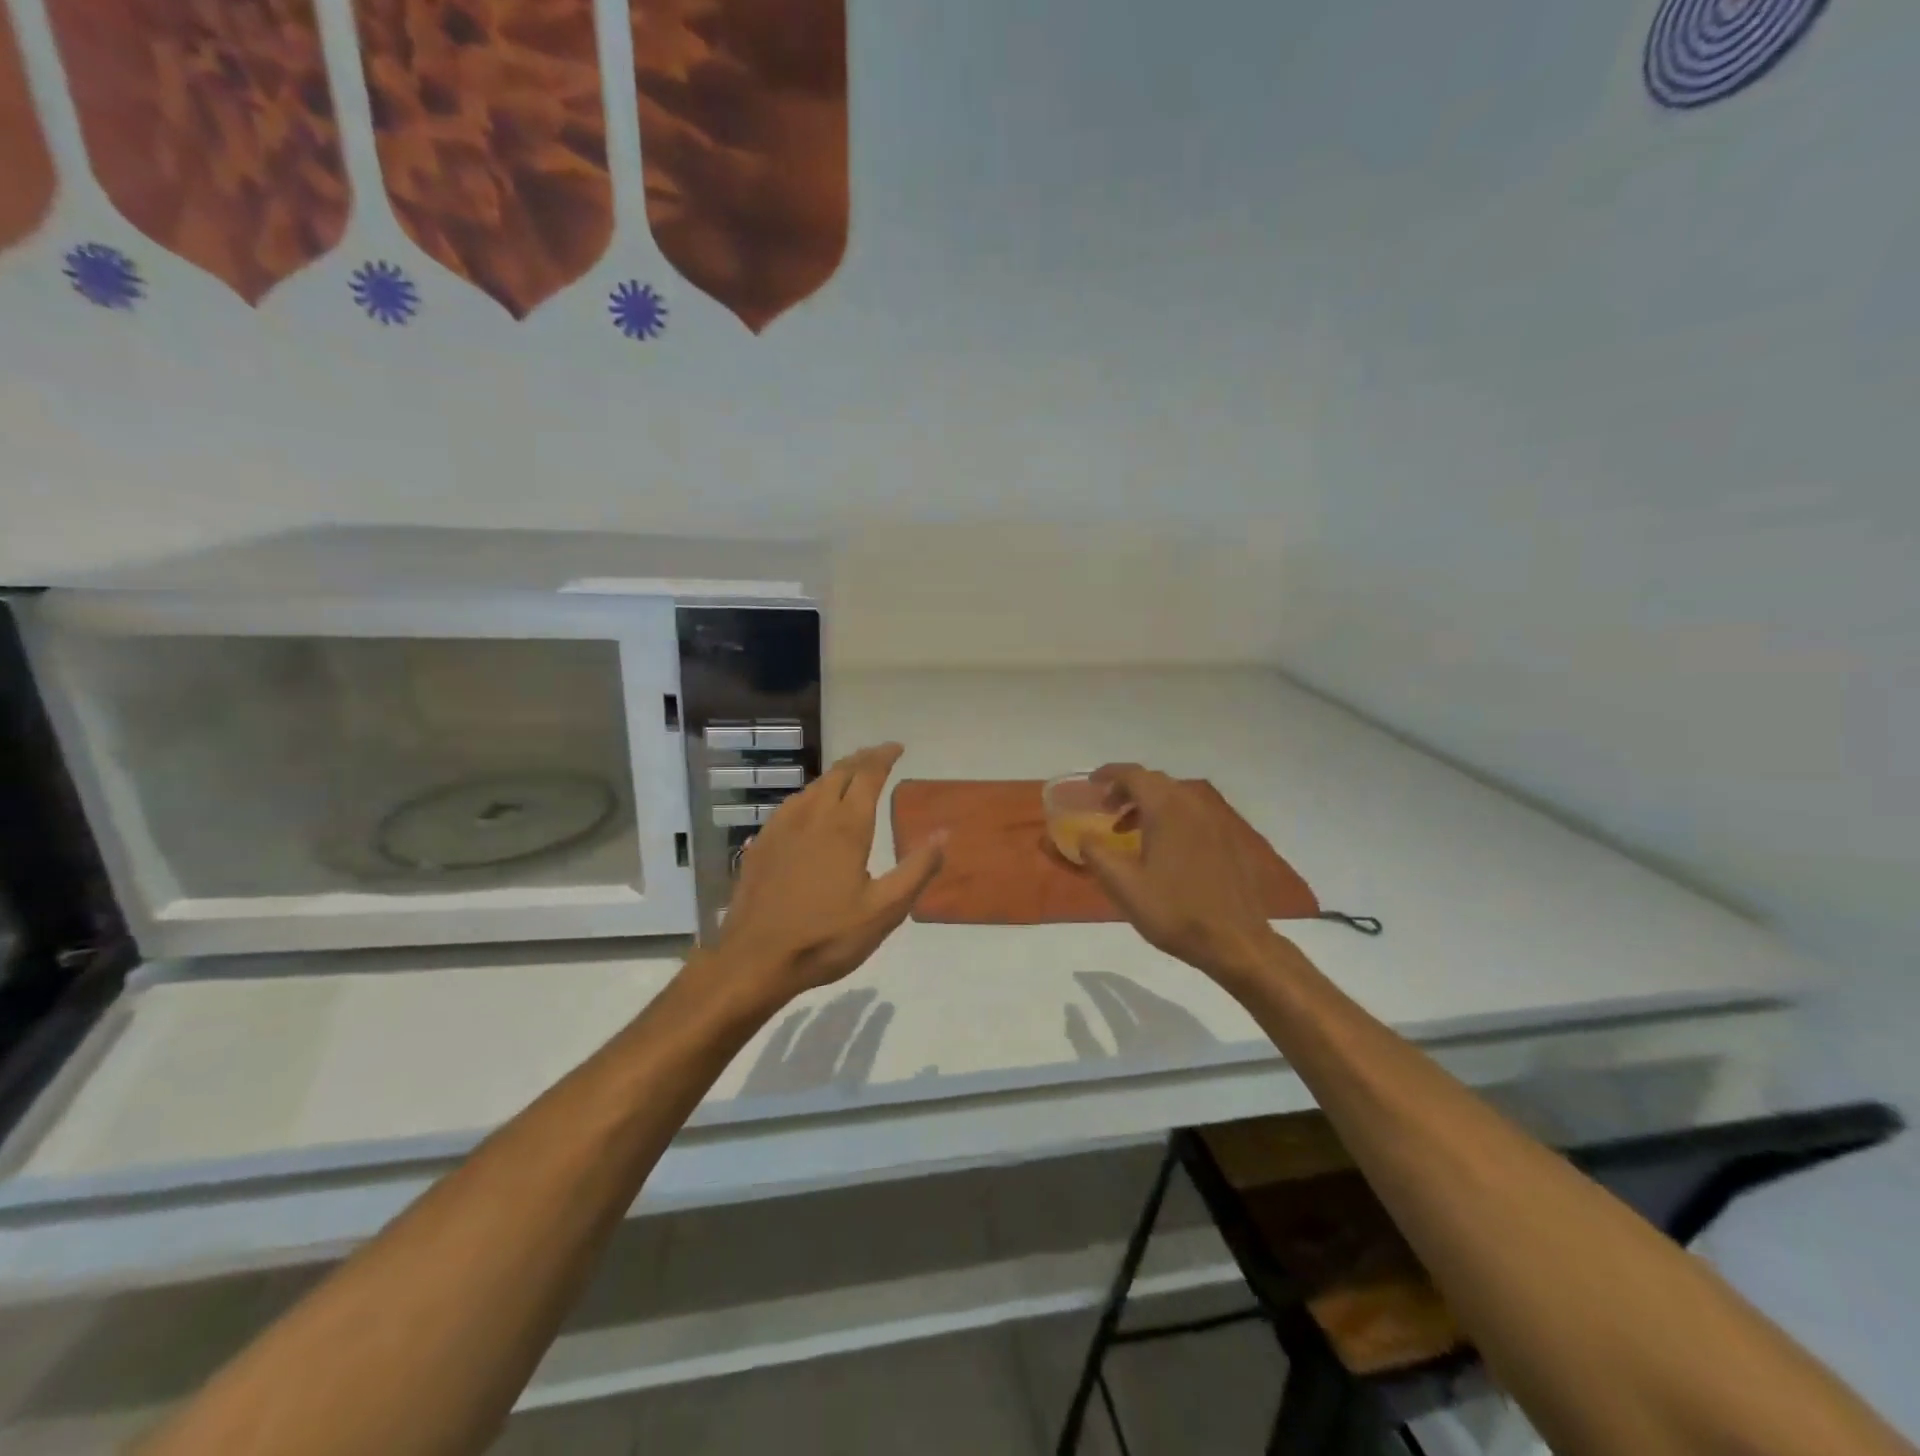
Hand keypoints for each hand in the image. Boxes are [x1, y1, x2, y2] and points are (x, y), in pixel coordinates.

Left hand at [712, 743, 945, 1002]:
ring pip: (813, 786)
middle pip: (839, 773)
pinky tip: (810, 808)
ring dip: (836, 774)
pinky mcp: (762, 844)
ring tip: (850, 776)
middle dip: (861, 759)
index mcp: (846, 827)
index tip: (897, 747)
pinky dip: (811, 794)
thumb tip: (944, 833)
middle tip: (878, 756)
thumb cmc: (826, 936)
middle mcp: (813, 816)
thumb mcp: (884, 911)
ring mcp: (782, 828)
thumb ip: (916, 869)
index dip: (884, 757)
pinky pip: (792, 804)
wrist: (754, 960)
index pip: (868, 776)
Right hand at [1080, 763, 1280, 984]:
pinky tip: (1163, 849)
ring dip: (1148, 805)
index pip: (1133, 775)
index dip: (1109, 774)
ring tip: (1128, 831)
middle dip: (1127, 789)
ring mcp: (1216, 822)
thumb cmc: (1174, 911)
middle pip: (1156, 782)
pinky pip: (1193, 815)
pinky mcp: (1229, 840)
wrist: (1235, 941)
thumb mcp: (1123, 886)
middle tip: (1106, 809)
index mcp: (1166, 809)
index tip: (1091, 784)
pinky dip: (1171, 818)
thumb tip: (1083, 837)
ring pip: (1176, 798)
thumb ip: (1096, 854)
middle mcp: (1193, 805)